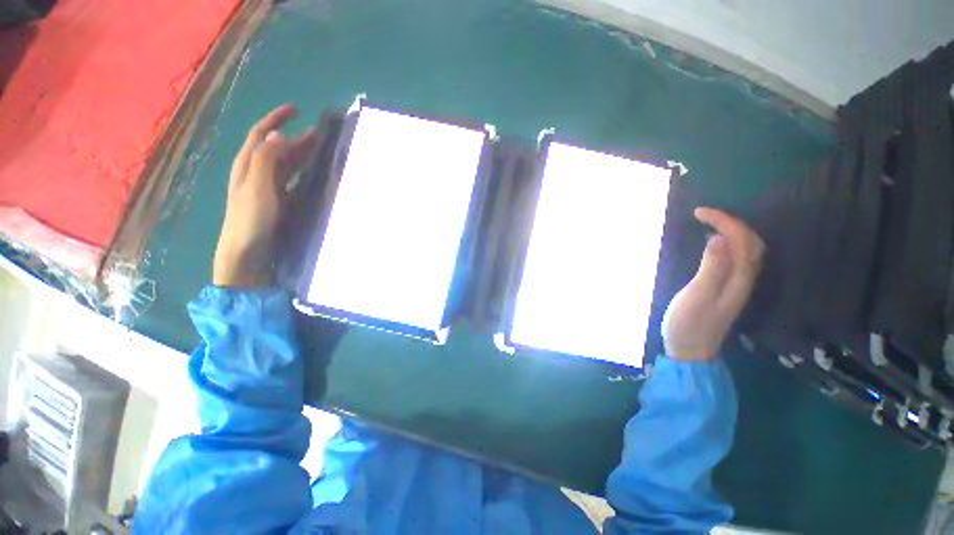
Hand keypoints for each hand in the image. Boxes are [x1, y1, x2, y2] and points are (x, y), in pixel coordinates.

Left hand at [213, 104, 316, 287]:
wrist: (247, 250)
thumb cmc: (251, 218)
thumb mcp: (257, 186)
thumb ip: (266, 159)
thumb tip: (277, 133)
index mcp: (247, 164)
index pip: (261, 134)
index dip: (275, 118)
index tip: (295, 108)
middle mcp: (256, 171)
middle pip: (276, 147)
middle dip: (294, 136)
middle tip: (319, 132)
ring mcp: (267, 187)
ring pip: (286, 163)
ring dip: (300, 154)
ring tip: (320, 148)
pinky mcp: (277, 201)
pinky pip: (291, 180)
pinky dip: (302, 172)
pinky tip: (312, 173)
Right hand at [662, 208, 764, 360]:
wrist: (690, 350)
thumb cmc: (690, 324)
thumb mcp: (697, 295)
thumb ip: (711, 268)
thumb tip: (719, 239)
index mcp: (739, 278)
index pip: (741, 240)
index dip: (723, 221)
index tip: (698, 212)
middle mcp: (744, 278)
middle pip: (750, 242)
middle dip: (730, 222)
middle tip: (704, 215)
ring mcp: (736, 284)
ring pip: (745, 250)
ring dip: (731, 231)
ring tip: (709, 223)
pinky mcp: (726, 288)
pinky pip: (735, 259)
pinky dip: (727, 244)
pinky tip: (713, 244)